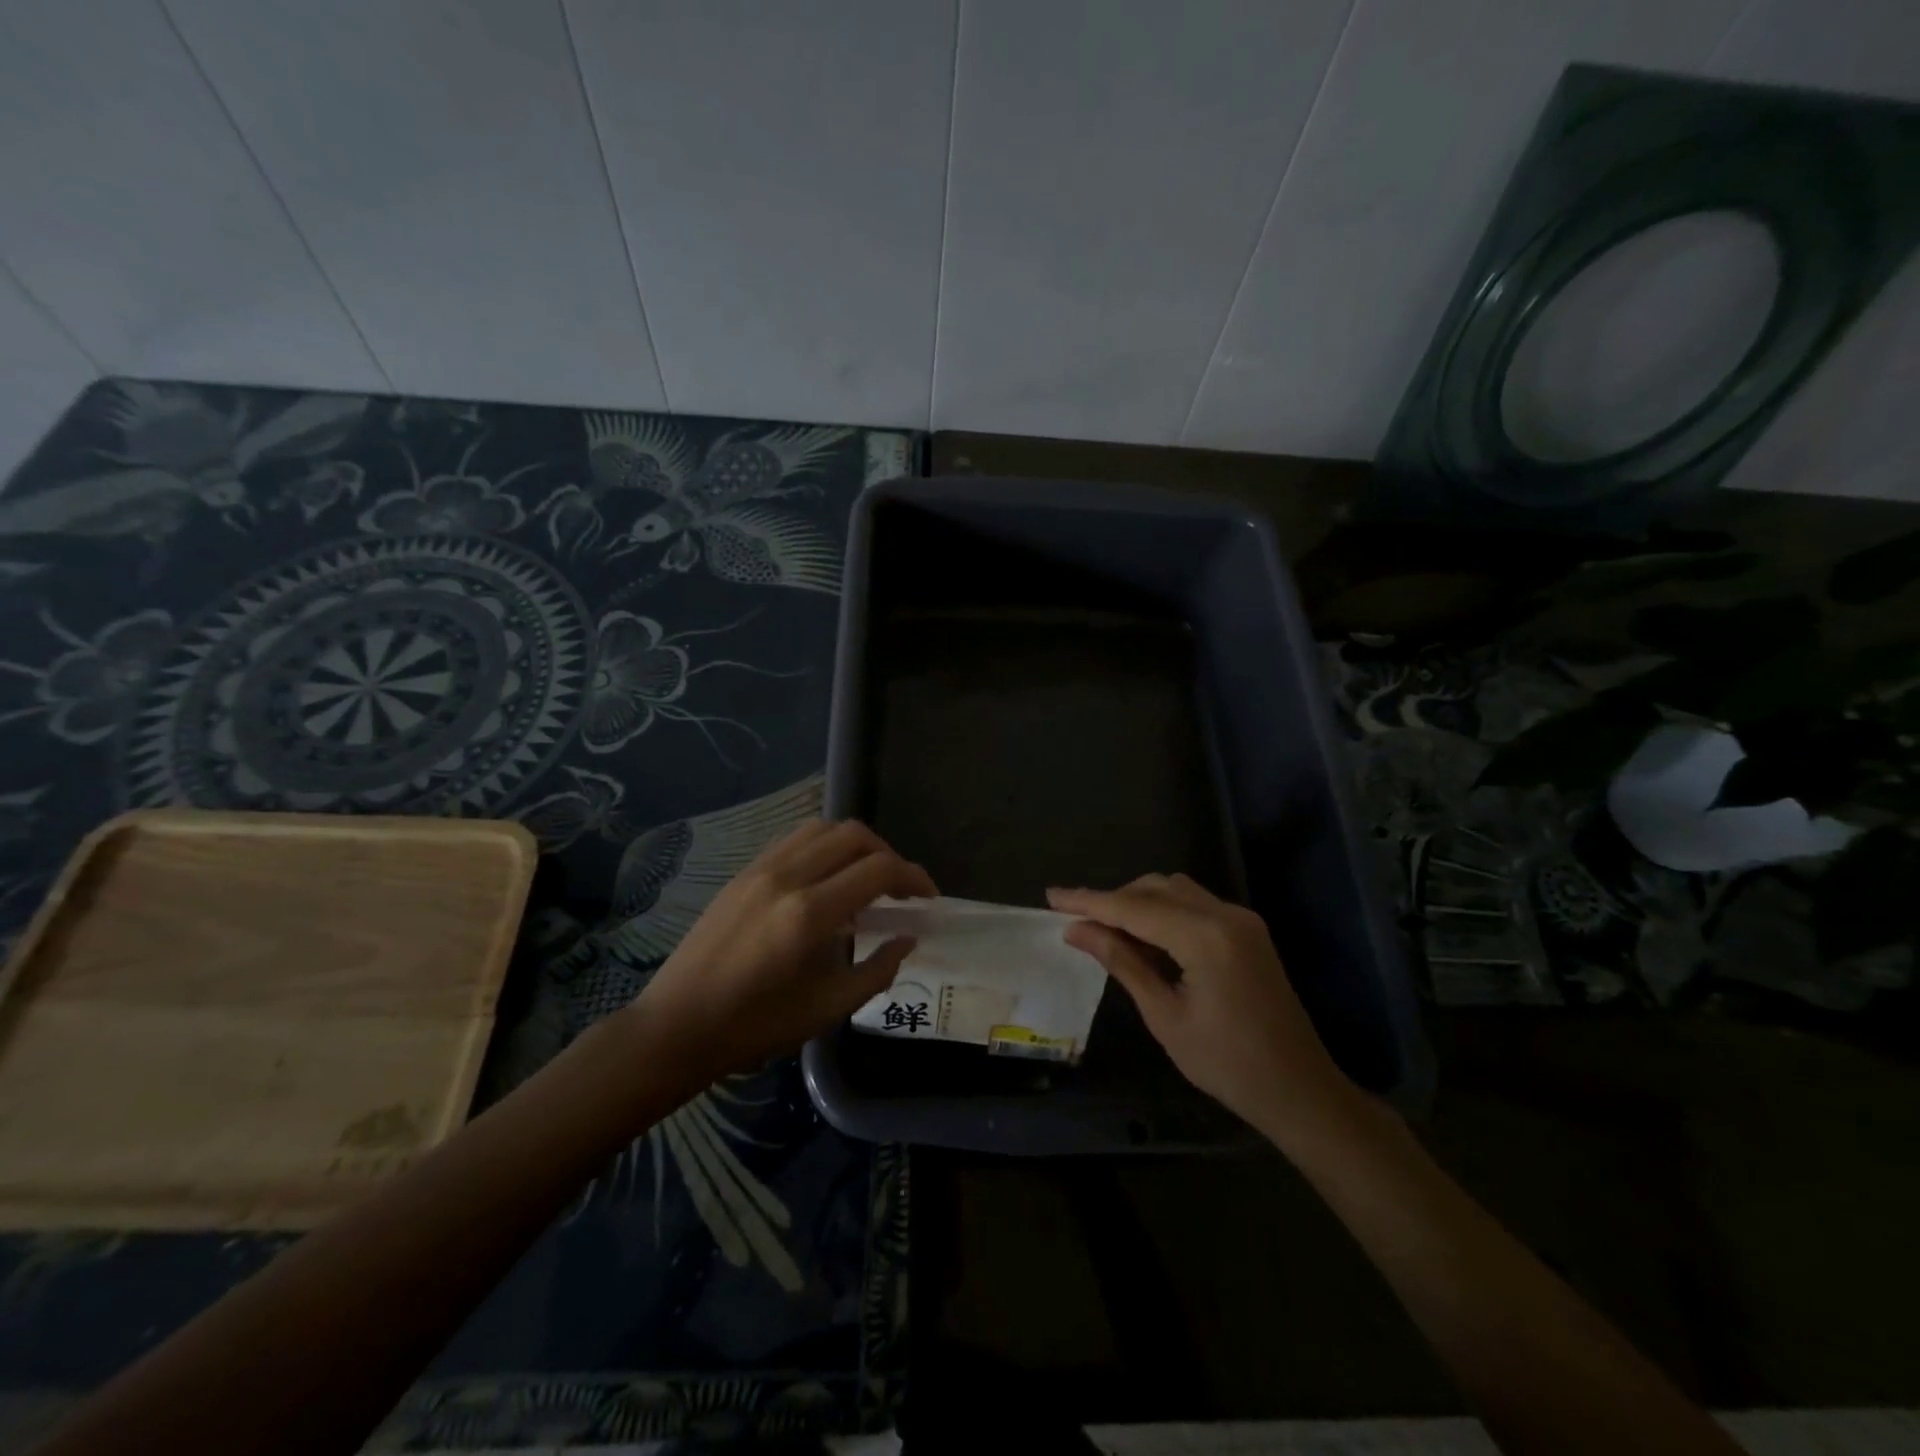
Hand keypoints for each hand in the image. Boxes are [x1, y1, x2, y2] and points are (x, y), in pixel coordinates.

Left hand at [635, 820, 935, 1082]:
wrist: (677, 1025)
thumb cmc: (756, 1026)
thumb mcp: (828, 1008)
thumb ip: (877, 968)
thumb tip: (908, 937)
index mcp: (810, 913)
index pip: (878, 869)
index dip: (913, 878)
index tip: (927, 898)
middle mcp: (787, 876)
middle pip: (854, 835)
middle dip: (888, 854)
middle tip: (900, 888)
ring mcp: (761, 868)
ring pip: (823, 828)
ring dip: (855, 845)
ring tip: (865, 878)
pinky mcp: (744, 872)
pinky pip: (794, 840)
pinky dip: (823, 846)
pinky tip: (827, 878)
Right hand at [1048, 875, 1357, 1140]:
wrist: (1300, 1090)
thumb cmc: (1227, 1064)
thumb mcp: (1165, 1016)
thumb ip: (1121, 962)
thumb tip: (1077, 930)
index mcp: (1206, 937)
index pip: (1133, 908)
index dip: (1089, 901)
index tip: (1052, 897)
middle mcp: (1226, 915)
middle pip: (1155, 889)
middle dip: (1113, 899)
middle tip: (1075, 919)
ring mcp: (1241, 919)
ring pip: (1175, 890)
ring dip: (1138, 902)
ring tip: (1104, 928)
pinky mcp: (1247, 930)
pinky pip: (1194, 905)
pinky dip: (1163, 911)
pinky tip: (1143, 936)